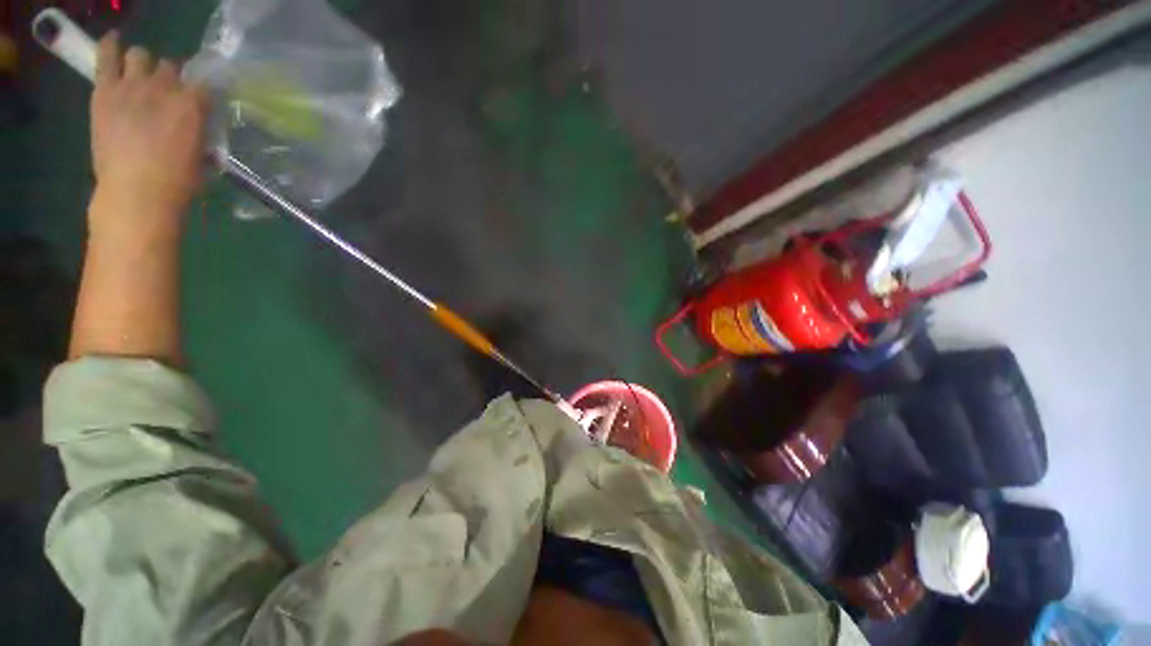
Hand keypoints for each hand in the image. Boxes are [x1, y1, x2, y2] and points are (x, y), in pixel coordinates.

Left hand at [89, 33, 207, 232]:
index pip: (205, 84)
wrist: (136, 194)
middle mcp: (165, 86)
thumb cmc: (177, 183)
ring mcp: (132, 85)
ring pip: (141, 55)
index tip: (201, 103)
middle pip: (171, 66)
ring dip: (144, 65)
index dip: (203, 93)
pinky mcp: (106, 90)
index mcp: (193, 105)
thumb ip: (201, 135)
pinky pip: (107, 55)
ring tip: (140, 78)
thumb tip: (199, 126)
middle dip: (171, 78)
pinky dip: (110, 46)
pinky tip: (113, 43)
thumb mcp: (202, 159)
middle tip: (167, 94)